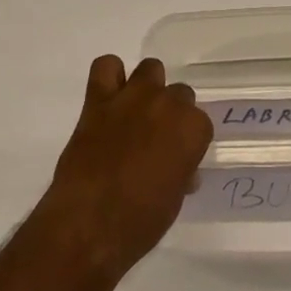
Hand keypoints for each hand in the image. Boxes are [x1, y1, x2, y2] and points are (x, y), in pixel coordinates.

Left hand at [36, 55, 212, 280]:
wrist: (90, 224)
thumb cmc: (141, 221)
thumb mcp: (175, 198)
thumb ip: (181, 170)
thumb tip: (178, 167)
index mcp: (193, 129)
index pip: (200, 123)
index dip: (188, 141)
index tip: (177, 159)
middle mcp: (167, 104)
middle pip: (179, 93)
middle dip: (170, 114)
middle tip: (155, 139)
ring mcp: (133, 98)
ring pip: (150, 69)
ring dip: (147, 88)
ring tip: (136, 113)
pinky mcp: (98, 100)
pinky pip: (106, 67)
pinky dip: (110, 76)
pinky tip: (110, 97)